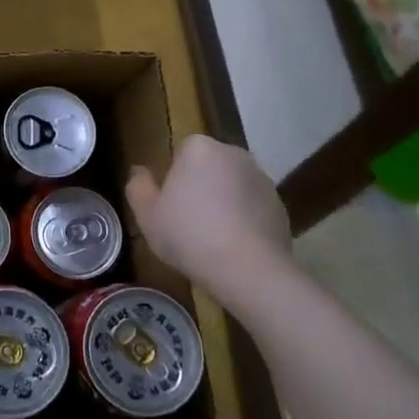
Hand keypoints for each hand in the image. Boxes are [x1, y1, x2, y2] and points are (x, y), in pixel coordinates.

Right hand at [126, 136, 293, 298]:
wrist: (248, 269)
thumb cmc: (189, 235)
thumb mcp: (147, 215)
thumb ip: (138, 187)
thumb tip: (140, 172)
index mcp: (199, 149)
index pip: (181, 152)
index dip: (173, 178)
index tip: (169, 205)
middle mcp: (234, 154)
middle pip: (209, 166)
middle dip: (200, 186)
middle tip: (186, 221)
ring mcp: (262, 179)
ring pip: (232, 186)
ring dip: (223, 202)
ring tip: (211, 238)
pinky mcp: (280, 205)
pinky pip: (252, 207)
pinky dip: (244, 219)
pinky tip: (234, 246)